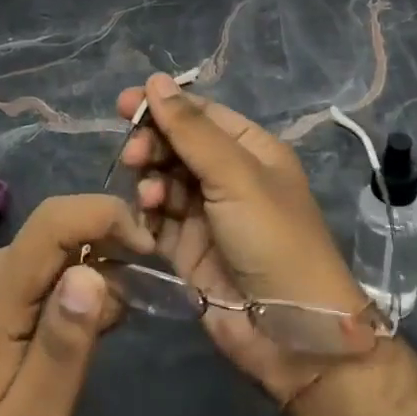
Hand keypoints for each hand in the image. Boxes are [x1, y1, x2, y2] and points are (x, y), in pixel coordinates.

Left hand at [0, 193, 152, 415]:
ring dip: (90, 272)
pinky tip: (80, 332)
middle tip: (140, 300)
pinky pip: (34, 272)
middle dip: (106, 248)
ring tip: (112, 326)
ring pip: (50, 251)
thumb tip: (92, 273)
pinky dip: (67, 288)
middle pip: (57, 230)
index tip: (149, 251)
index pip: (54, 219)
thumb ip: (63, 347)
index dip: (107, 216)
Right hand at [116, 73, 372, 404]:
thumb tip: (155, 80)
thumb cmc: (273, 239)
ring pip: (164, 180)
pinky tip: (146, 215)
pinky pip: (159, 219)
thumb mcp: (235, 176)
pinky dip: (148, 213)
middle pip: (178, 146)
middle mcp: (229, 177)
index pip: (201, 115)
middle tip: (134, 155)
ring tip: (148, 194)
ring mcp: (208, 214)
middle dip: (153, 144)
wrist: (291, 335)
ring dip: (150, 180)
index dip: (164, 106)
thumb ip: (191, 130)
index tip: (124, 104)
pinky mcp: (189, 249)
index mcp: (251, 150)